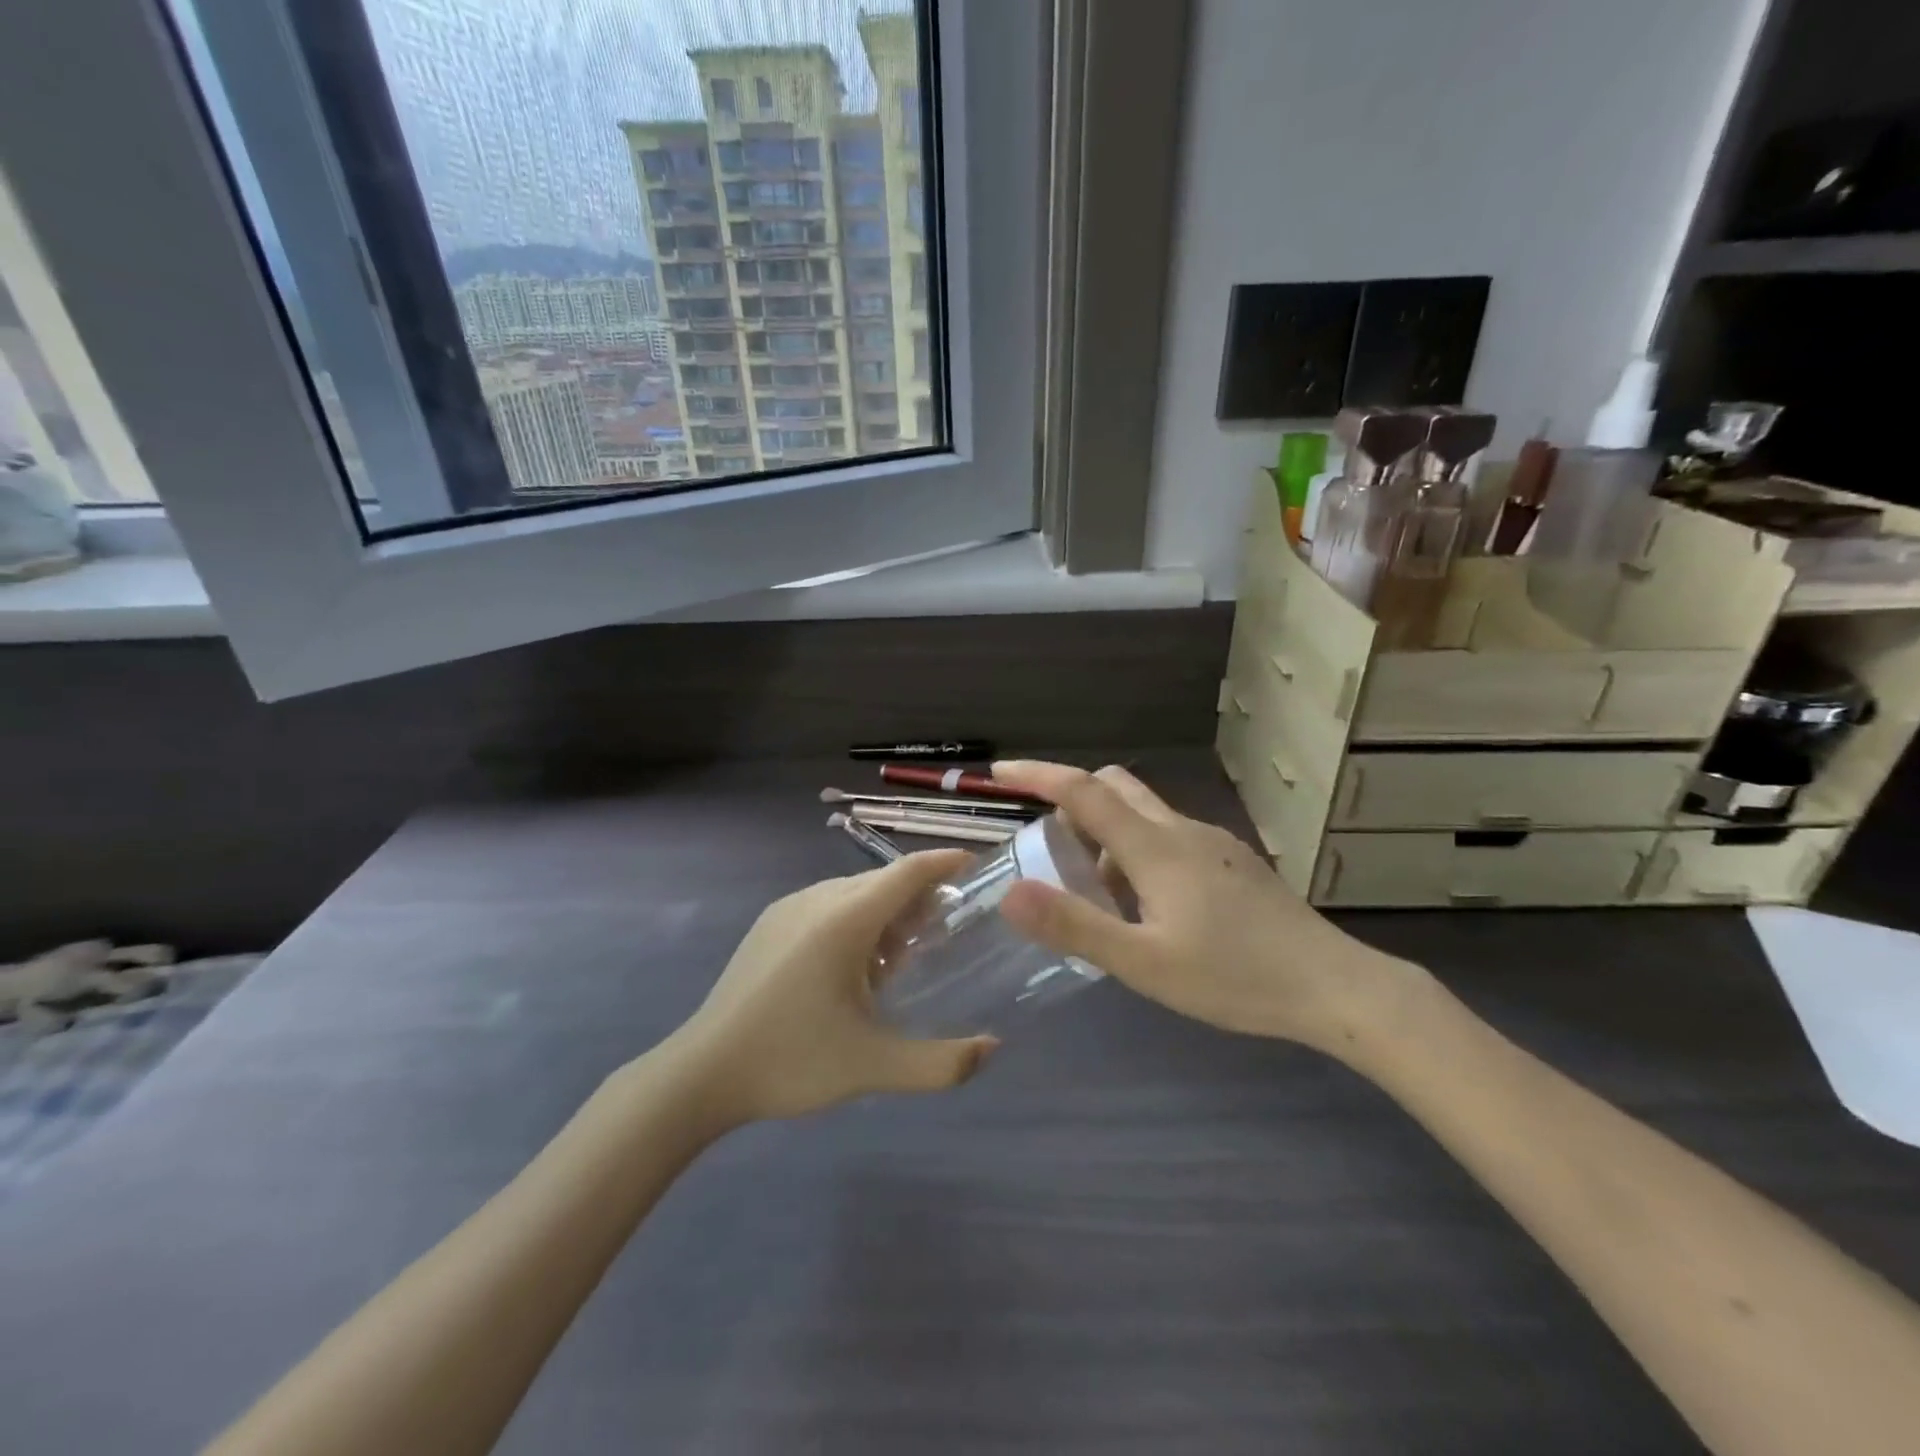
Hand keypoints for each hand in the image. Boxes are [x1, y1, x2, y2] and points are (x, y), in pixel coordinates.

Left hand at [663, 851, 996, 1122]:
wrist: (702, 1072)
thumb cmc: (792, 1061)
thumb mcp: (873, 1067)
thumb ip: (941, 1063)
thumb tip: (992, 1049)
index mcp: (844, 919)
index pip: (907, 872)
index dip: (944, 862)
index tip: (976, 864)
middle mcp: (817, 899)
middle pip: (882, 881)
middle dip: (918, 895)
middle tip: (947, 926)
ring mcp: (788, 908)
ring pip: (852, 891)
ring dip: (885, 910)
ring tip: (902, 955)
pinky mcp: (770, 924)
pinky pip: (826, 904)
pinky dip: (855, 919)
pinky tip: (855, 966)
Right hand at [993, 761, 1425, 1052]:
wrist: (1334, 986)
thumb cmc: (1235, 977)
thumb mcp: (1144, 964)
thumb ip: (1076, 926)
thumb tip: (1010, 892)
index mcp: (1154, 847)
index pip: (1083, 791)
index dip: (1037, 774)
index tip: (999, 772)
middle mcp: (1181, 830)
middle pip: (1114, 787)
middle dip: (1071, 800)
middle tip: (1047, 847)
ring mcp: (1212, 842)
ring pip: (1143, 814)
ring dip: (1105, 833)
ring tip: (1095, 895)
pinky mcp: (1232, 861)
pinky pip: (1168, 836)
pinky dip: (1137, 851)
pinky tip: (1146, 907)